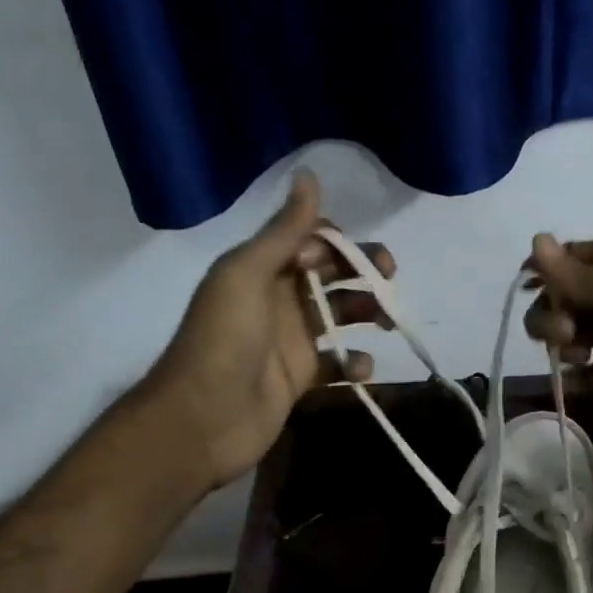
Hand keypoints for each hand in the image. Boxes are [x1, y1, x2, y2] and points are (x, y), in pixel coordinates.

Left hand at [149, 171, 392, 489]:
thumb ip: (285, 229)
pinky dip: (355, 363)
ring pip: (340, 315)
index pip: (311, 240)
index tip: (353, 257)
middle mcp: (278, 297)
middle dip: (364, 272)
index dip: (338, 243)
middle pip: (331, 274)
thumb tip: (308, 174)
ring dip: (367, 312)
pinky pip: (337, 363)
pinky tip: (361, 368)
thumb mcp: (249, 272)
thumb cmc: (225, 338)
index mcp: (262, 267)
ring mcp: (290, 339)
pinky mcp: (300, 377)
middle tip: (389, 280)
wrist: (202, 418)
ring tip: (388, 322)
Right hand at [524, 233, 592, 434]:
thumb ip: (582, 274)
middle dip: (552, 311)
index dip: (544, 272)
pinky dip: (580, 376)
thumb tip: (535, 241)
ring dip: (563, 341)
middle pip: (567, 296)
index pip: (570, 258)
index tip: (527, 291)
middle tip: (565, 333)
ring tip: (573, 354)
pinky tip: (570, 381)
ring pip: (578, 331)